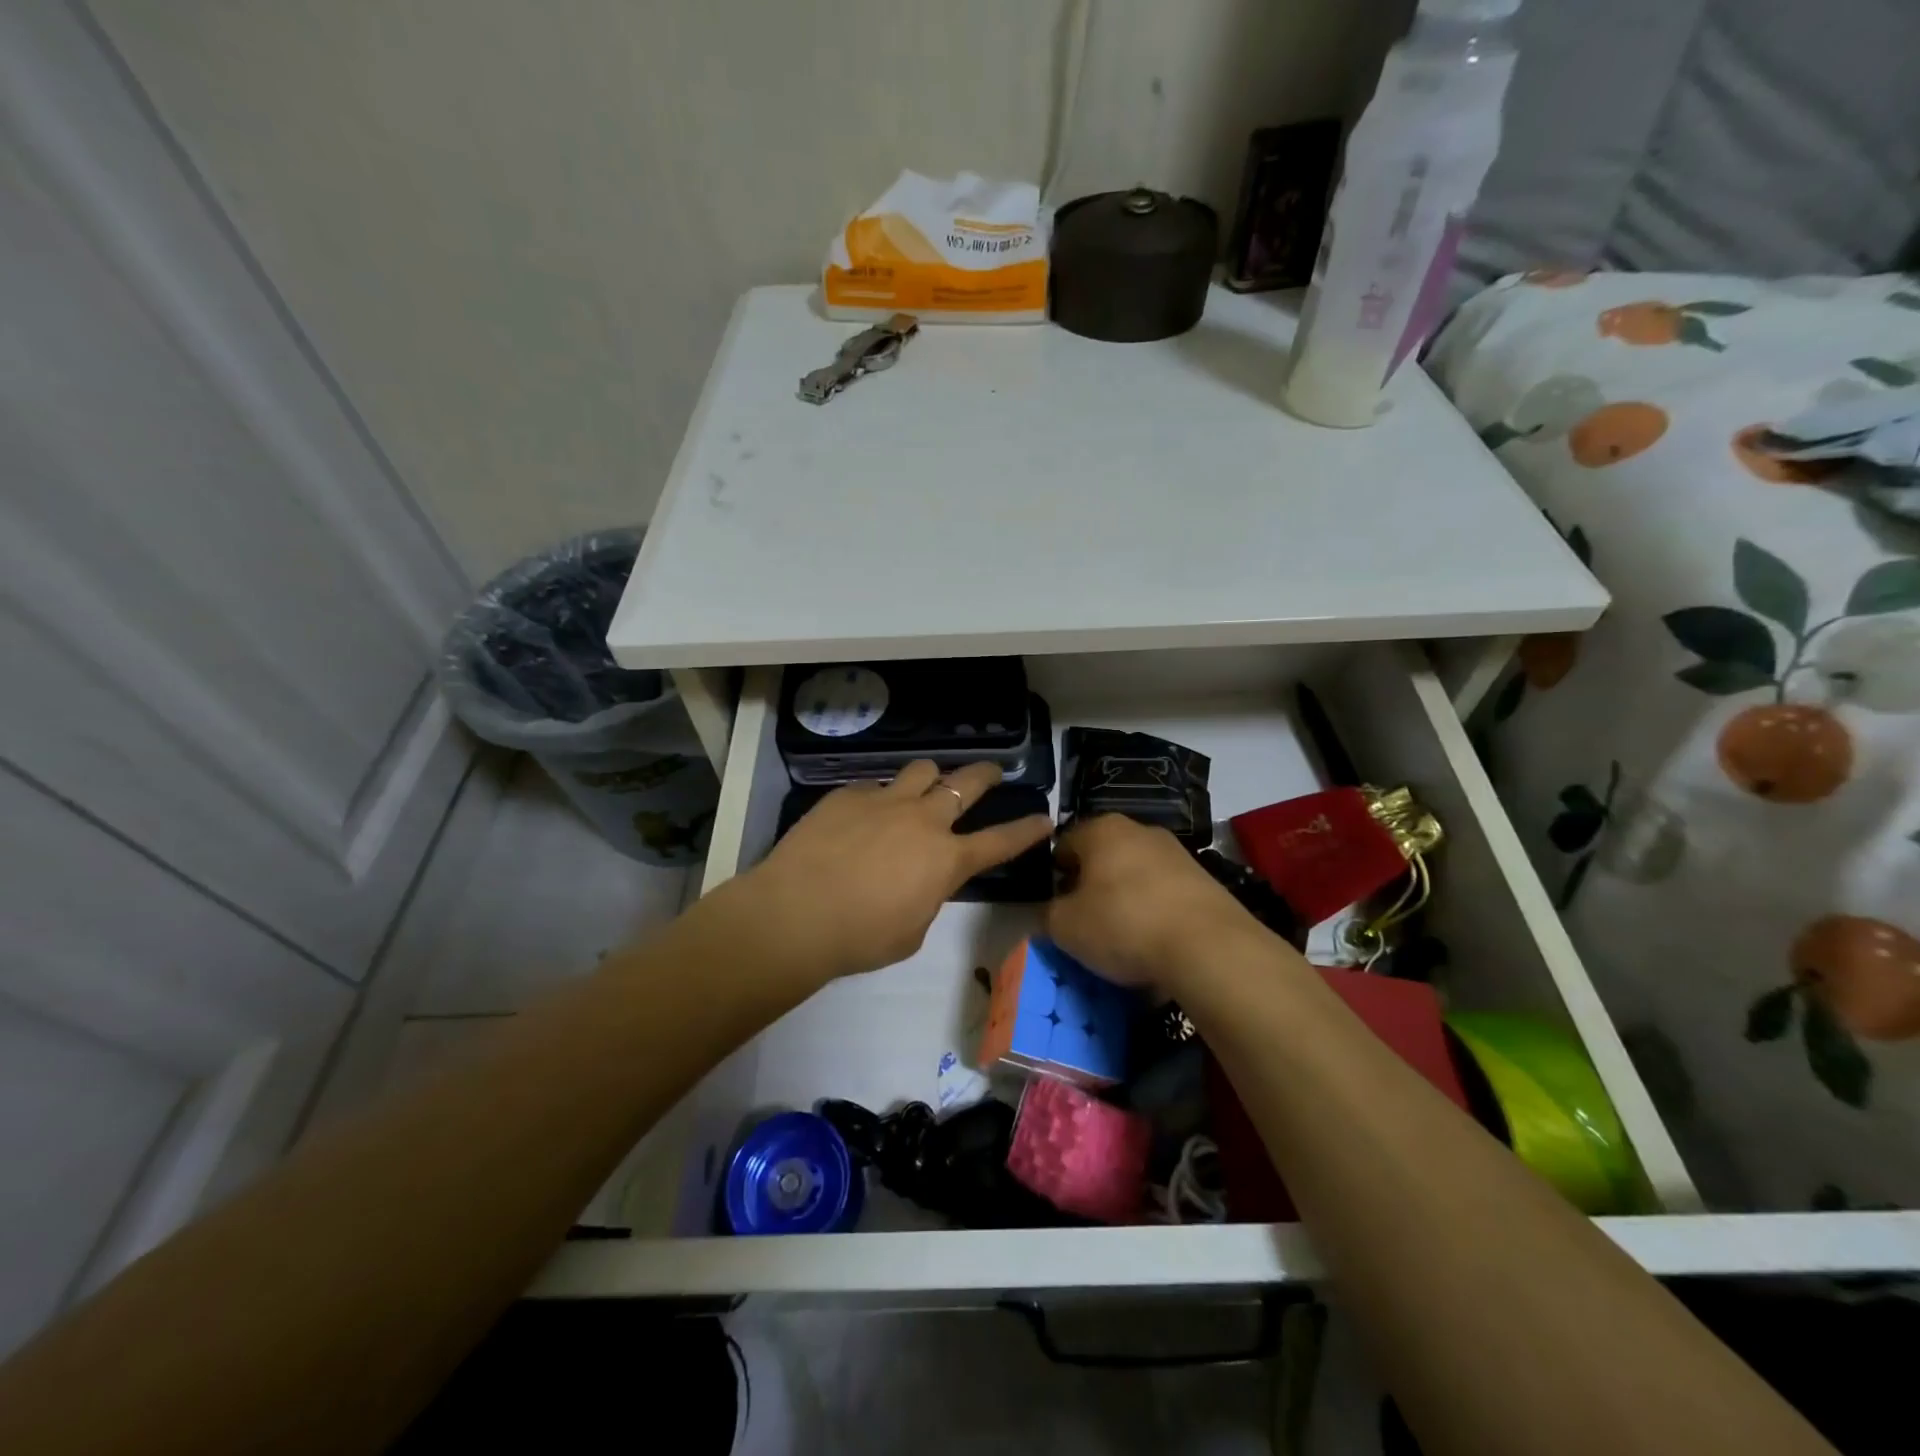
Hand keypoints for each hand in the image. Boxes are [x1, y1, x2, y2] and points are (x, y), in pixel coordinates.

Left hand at [740, 760, 1051, 983]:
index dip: (1026, 830)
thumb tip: (922, 880)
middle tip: (991, 771)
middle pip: (965, 784)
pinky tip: (862, 817)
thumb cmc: (860, 937)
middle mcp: (923, 820)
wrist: (796, 912)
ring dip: (931, 777)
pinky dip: (879, 799)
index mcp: (946, 860)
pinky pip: (874, 788)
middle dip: (985, 774)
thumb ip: (927, 898)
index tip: (1045, 818)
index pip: (1000, 842)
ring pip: (921, 770)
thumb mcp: (911, 932)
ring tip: (925, 786)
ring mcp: (885, 801)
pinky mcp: (848, 795)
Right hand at [1046, 815, 1252, 989]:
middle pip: (1101, 858)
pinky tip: (1154, 944)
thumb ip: (1045, 915)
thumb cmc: (1123, 923)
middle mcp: (1139, 830)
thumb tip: (1045, 914)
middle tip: (1085, 925)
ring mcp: (1176, 852)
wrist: (1208, 947)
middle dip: (1090, 888)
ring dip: (1124, 901)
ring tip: (1122, 940)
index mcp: (1101, 829)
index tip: (1055, 908)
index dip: (1053, 877)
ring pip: (1134, 876)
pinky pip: (1164, 894)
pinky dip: (1154, 914)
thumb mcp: (1065, 926)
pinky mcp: (1204, 879)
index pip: (1063, 845)